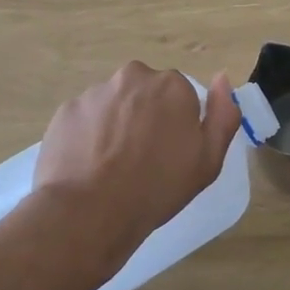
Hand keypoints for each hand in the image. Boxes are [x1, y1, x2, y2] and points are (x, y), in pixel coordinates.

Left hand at [32, 62, 240, 274]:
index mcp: (172, 86)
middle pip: (145, 93)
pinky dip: (89, 135)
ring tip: (112, 165)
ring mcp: (96, 91)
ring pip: (114, 104)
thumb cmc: (157, 188)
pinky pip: (85, 118)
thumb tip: (222, 79)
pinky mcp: (67, 109)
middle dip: (145, 116)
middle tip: (142, 157)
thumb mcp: (208, 160)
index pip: (180, 96)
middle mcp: (134, 77)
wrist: (90, 212)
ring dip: (116, 124)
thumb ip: (223, 115)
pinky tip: (89, 164)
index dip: (176, 124)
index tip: (170, 152)